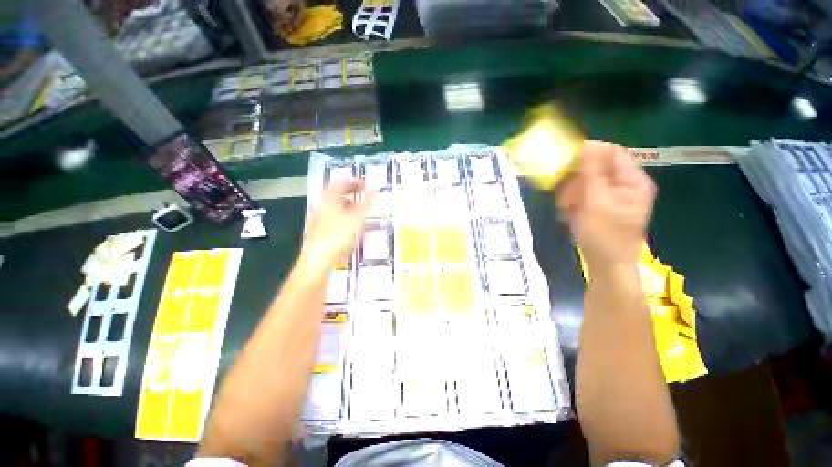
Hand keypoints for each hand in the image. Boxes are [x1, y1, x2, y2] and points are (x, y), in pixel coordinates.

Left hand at [300, 178, 372, 274]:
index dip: (354, 181)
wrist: (318, 260)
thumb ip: (367, 202)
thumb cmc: (338, 236)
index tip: (367, 183)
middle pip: (336, 193)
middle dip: (351, 192)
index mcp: (329, 199)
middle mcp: (322, 206)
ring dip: (348, 204)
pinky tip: (351, 224)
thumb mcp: (357, 218)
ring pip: (334, 206)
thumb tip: (375, 186)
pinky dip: (344, 215)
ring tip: (360, 209)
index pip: (340, 182)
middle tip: (364, 194)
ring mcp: (319, 219)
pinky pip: (333, 217)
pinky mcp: (320, 231)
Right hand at [557, 141, 655, 269]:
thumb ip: (592, 173)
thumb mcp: (597, 202)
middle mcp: (625, 185)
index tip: (566, 163)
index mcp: (633, 181)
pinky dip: (573, 202)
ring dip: (572, 192)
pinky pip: (583, 194)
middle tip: (566, 195)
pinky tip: (570, 213)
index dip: (589, 153)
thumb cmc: (604, 236)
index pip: (612, 152)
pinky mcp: (601, 206)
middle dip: (577, 180)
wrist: (605, 266)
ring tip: (567, 208)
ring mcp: (612, 196)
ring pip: (586, 182)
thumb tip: (587, 144)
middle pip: (597, 167)